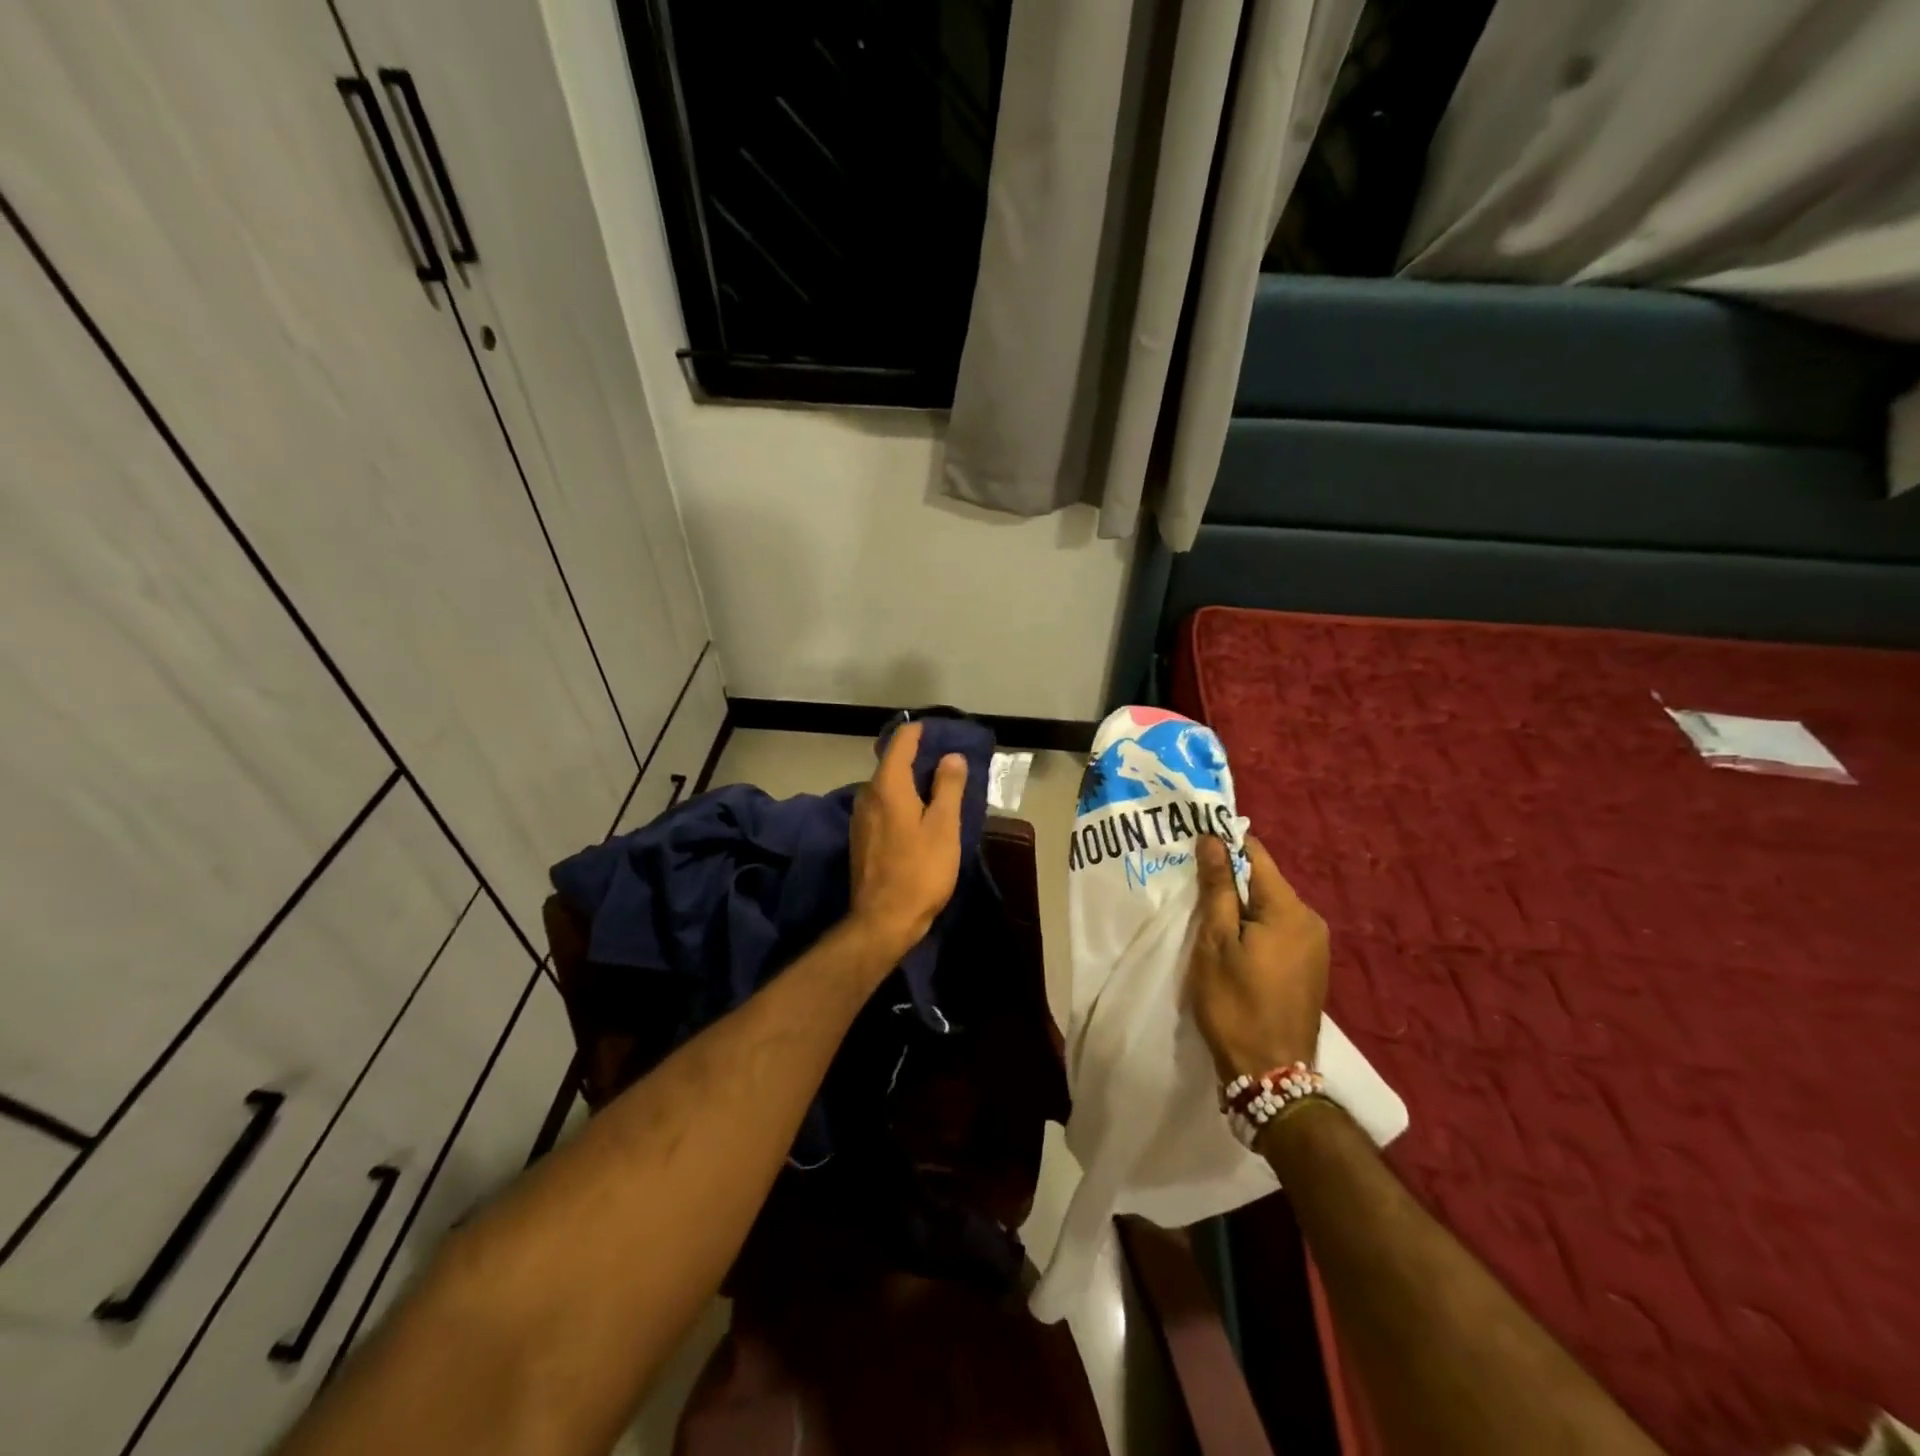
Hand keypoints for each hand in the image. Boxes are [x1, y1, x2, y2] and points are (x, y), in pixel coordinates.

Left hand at [848, 721, 966, 957]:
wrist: (883, 921)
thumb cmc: (920, 871)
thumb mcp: (943, 827)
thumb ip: (947, 787)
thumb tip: (950, 756)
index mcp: (887, 785)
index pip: (901, 741)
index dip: (922, 732)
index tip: (944, 733)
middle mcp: (867, 794)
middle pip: (893, 763)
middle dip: (920, 759)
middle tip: (951, 763)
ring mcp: (861, 817)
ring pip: (888, 787)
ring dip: (912, 783)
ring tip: (941, 790)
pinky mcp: (862, 838)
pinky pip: (884, 806)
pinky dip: (903, 802)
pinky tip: (921, 817)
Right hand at [1189, 834, 1328, 1079]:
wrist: (1271, 1074)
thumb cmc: (1235, 1003)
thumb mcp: (1215, 942)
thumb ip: (1217, 888)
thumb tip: (1213, 839)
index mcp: (1289, 909)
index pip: (1255, 854)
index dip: (1224, 845)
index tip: (1193, 847)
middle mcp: (1310, 920)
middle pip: (1264, 881)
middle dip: (1229, 880)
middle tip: (1191, 888)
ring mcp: (1315, 946)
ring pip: (1270, 907)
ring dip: (1240, 906)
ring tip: (1207, 918)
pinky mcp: (1311, 968)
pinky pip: (1279, 930)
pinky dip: (1254, 928)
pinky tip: (1232, 945)